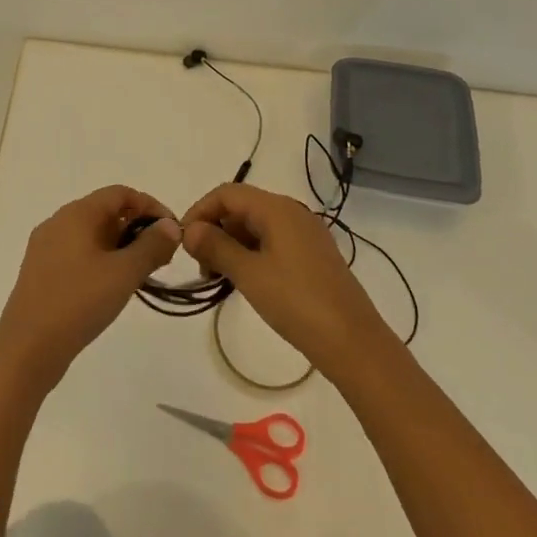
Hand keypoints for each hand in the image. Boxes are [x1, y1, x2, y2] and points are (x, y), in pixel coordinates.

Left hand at [0, 186, 179, 391]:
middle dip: (136, 228)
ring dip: (120, 247)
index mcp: (77, 213)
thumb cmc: (78, 302)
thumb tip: (170, 226)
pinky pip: (78, 253)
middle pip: (105, 212)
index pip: (120, 193)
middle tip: (161, 256)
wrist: (25, 350)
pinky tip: (111, 287)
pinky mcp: (40, 272)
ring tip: (141, 274)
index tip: (171, 231)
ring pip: (91, 234)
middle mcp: (58, 222)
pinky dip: (101, 260)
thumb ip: (151, 246)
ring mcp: (46, 247)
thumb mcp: (123, 273)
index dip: (150, 206)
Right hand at [181, 183, 394, 378]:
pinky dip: (252, 254)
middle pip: (242, 207)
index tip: (182, 241)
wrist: (354, 343)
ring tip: (220, 278)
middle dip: (215, 230)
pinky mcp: (313, 255)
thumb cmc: (297, 303)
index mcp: (277, 208)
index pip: (227, 193)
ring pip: (257, 226)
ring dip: (232, 245)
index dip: (200, 211)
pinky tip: (245, 281)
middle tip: (202, 267)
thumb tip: (189, 230)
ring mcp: (306, 233)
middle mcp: (292, 212)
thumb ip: (216, 247)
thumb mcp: (249, 274)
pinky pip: (273, 241)